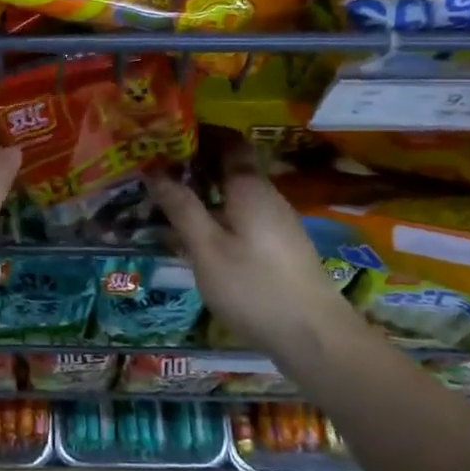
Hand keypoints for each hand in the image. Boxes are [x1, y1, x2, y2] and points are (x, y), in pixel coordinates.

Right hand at [150, 139, 347, 355]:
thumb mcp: (207, 249)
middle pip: (229, 166)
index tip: (165, 135)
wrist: (315, 338)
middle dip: (193, 164)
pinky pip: (241, 216)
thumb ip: (181, 208)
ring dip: (203, 192)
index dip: (198, 133)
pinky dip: (216, 215)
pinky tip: (194, 236)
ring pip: (234, 194)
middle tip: (154, 170)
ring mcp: (276, 222)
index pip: (227, 140)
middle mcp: (266, 195)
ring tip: (165, 202)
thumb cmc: (254, 287)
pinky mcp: (279, 246)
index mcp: (249, 186)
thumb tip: (154, 170)